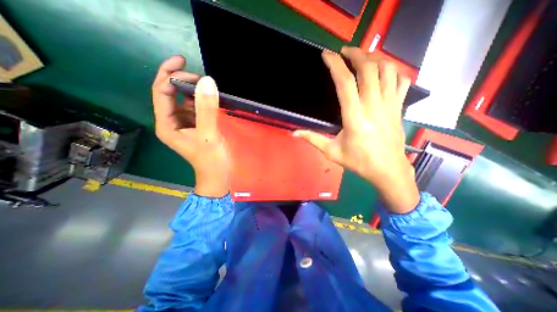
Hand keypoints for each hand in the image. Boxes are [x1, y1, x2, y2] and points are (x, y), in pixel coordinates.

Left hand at [151, 55, 229, 196]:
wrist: (218, 175)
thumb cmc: (211, 159)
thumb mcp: (209, 135)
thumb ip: (207, 109)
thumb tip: (207, 81)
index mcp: (167, 124)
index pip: (161, 92)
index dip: (169, 74)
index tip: (185, 62)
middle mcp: (172, 121)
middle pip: (169, 93)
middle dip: (181, 79)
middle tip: (200, 75)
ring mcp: (184, 124)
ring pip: (183, 100)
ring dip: (193, 89)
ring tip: (207, 85)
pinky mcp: (196, 126)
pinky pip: (195, 107)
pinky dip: (201, 100)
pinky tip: (210, 98)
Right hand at [295, 48, 417, 212]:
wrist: (388, 170)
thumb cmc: (359, 162)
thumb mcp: (332, 152)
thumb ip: (313, 139)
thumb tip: (295, 133)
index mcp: (354, 116)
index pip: (345, 82)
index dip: (335, 65)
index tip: (327, 55)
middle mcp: (373, 105)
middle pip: (368, 68)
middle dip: (356, 54)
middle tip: (345, 52)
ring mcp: (390, 104)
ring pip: (387, 69)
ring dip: (374, 59)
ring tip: (363, 59)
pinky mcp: (399, 107)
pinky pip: (402, 81)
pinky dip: (393, 71)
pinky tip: (383, 73)